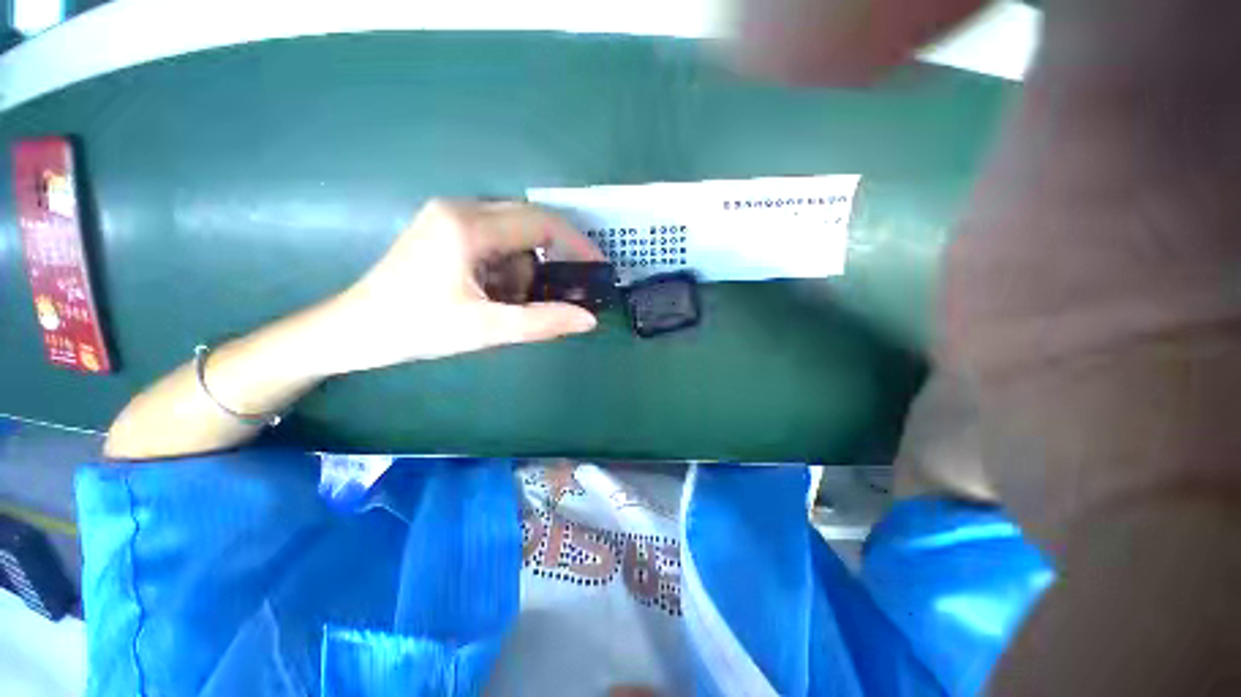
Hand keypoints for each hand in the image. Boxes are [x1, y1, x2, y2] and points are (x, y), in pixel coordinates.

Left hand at [318, 199, 603, 373]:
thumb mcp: (486, 329)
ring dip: (524, 268)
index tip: (597, 268)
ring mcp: (449, 216)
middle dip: (552, 258)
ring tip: (509, 303)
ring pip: (513, 234)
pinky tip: (492, 293)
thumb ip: (543, 323)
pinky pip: (494, 240)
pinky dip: (506, 267)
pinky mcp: (445, 229)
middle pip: (529, 222)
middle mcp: (461, 208)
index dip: (576, 244)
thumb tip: (589, 319)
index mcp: (469, 227)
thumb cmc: (416, 329)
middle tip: (566, 290)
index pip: (541, 222)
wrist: (353, 330)